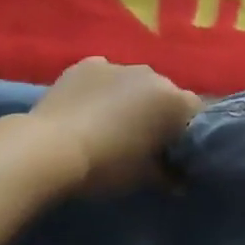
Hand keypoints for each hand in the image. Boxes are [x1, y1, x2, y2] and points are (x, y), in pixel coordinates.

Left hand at [25, 57, 202, 191]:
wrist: (48, 149)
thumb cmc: (107, 166)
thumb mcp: (144, 178)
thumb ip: (169, 175)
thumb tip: (180, 180)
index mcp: (174, 100)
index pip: (196, 112)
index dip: (186, 132)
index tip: (174, 151)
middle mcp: (152, 75)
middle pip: (166, 94)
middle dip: (159, 113)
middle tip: (144, 140)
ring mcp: (118, 65)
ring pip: (134, 83)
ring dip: (131, 99)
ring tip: (111, 124)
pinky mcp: (86, 64)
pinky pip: (104, 76)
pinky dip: (103, 89)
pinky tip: (88, 109)